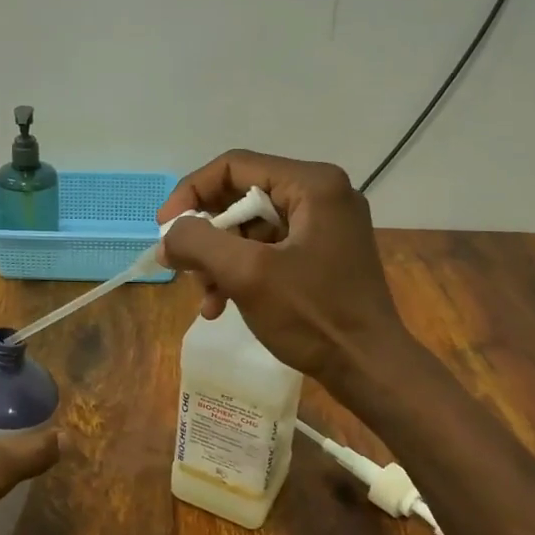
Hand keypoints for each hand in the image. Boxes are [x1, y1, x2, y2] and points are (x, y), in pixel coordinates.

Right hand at [156, 150, 405, 379]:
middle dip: (205, 235)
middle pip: (240, 197)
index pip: (233, 167)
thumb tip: (167, 238)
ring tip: (205, 296)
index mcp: (312, 184)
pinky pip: (266, 249)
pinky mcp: (320, 253)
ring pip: (249, 228)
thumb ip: (198, 243)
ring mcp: (323, 225)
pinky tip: (220, 305)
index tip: (165, 229)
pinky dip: (239, 272)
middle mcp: (321, 194)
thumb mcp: (247, 274)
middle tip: (181, 266)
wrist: (369, 367)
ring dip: (218, 260)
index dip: (191, 193)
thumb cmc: (313, 315)